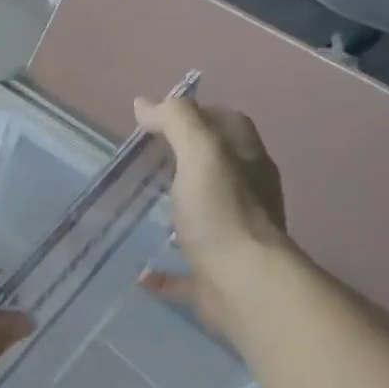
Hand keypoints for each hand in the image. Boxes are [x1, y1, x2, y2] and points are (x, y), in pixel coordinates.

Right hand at [133, 96, 288, 331]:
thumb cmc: (222, 213)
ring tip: (142, 208)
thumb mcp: (200, 152)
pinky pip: (185, 271)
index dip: (197, 114)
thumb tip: (145, 103)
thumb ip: (176, 121)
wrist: (243, 284)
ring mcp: (231, 238)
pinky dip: (164, 271)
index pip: (227, 123)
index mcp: (246, 162)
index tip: (157, 120)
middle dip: (184, 160)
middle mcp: (245, 196)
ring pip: (204, 217)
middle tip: (142, 161)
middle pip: (216, 168)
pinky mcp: (214, 276)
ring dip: (179, 210)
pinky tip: (142, 273)